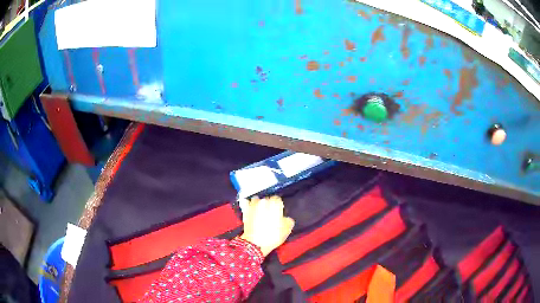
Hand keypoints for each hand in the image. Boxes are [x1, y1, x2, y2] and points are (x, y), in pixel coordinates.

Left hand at [239, 196, 294, 256]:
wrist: (255, 243)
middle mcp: (263, 202)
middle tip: (270, 214)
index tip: (279, 211)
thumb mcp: (287, 229)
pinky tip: (251, 211)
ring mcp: (253, 206)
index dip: (279, 206)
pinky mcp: (245, 211)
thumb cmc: (273, 235)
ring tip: (260, 212)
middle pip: (267, 199)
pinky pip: (247, 204)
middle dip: (268, 205)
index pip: (277, 199)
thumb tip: (286, 219)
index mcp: (275, 204)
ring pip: (256, 200)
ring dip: (258, 204)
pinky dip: (249, 206)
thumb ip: (288, 220)